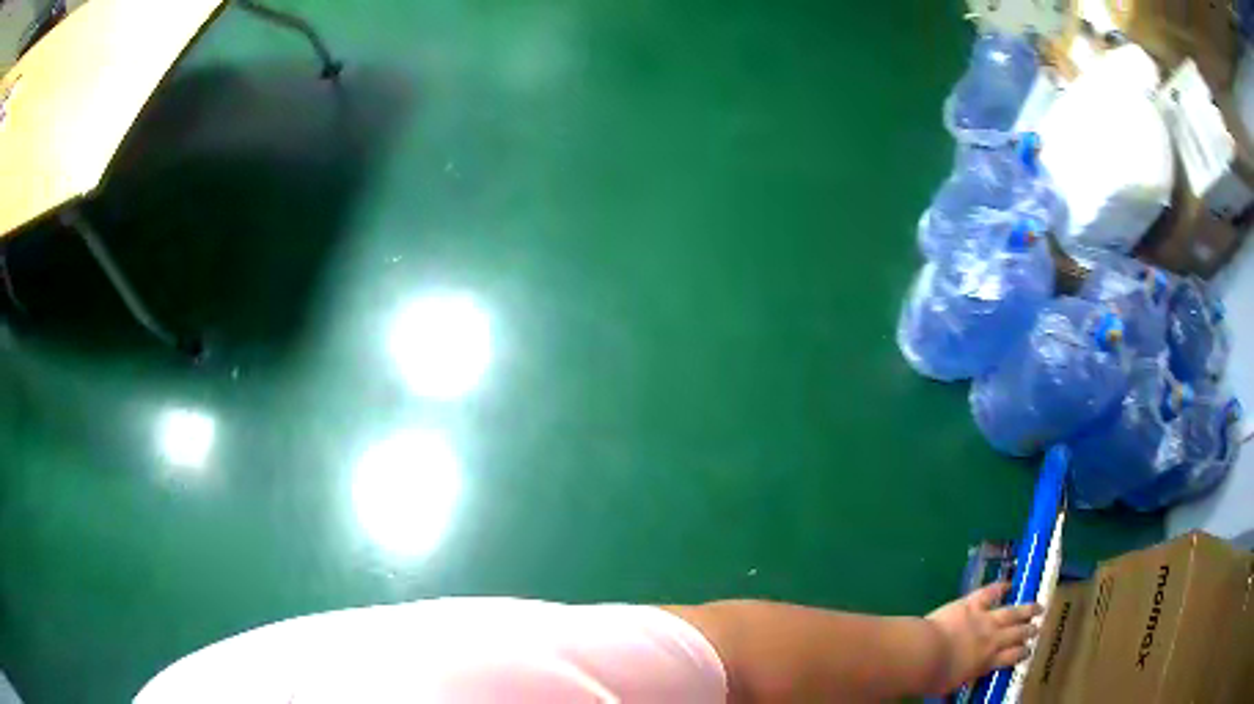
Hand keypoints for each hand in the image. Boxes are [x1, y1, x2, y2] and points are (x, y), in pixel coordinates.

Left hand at [924, 582, 1041, 693]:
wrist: (924, 654)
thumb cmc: (932, 676)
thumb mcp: (953, 683)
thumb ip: (967, 675)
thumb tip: (969, 675)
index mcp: (986, 662)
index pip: (1011, 658)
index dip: (1022, 653)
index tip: (1028, 650)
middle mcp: (992, 640)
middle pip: (1016, 634)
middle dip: (1028, 631)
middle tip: (1037, 628)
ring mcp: (984, 619)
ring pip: (1012, 613)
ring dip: (1027, 609)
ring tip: (1038, 607)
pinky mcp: (972, 604)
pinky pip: (989, 593)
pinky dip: (1000, 587)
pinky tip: (1009, 584)